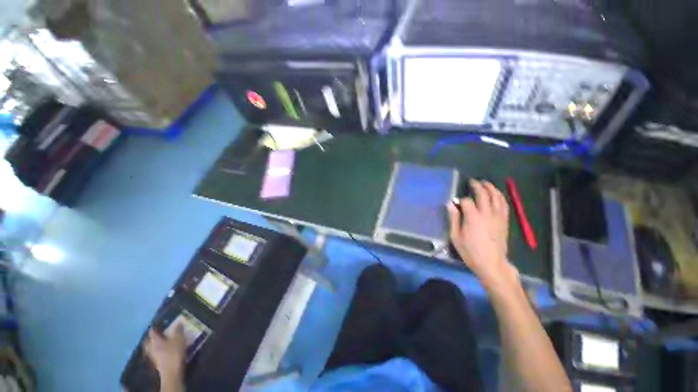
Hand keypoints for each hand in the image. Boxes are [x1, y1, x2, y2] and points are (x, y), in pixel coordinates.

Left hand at [144, 326, 185, 382]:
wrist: (172, 372)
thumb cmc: (174, 352)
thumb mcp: (179, 338)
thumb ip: (178, 329)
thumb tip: (179, 321)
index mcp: (155, 340)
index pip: (152, 331)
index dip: (156, 325)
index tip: (161, 321)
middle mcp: (151, 347)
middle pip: (149, 340)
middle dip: (153, 336)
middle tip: (160, 331)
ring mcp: (153, 356)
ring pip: (152, 347)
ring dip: (156, 343)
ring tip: (163, 340)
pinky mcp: (157, 362)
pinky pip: (156, 352)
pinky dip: (159, 349)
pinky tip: (165, 349)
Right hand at [447, 180, 517, 289]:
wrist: (492, 263)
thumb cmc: (470, 251)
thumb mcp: (456, 237)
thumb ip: (453, 218)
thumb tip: (450, 204)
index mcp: (473, 217)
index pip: (466, 201)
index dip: (460, 200)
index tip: (456, 203)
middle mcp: (487, 213)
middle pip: (483, 194)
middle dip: (477, 186)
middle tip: (472, 181)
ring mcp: (498, 216)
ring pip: (496, 197)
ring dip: (491, 188)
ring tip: (485, 183)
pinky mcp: (504, 221)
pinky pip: (504, 204)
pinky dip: (500, 196)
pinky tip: (496, 194)